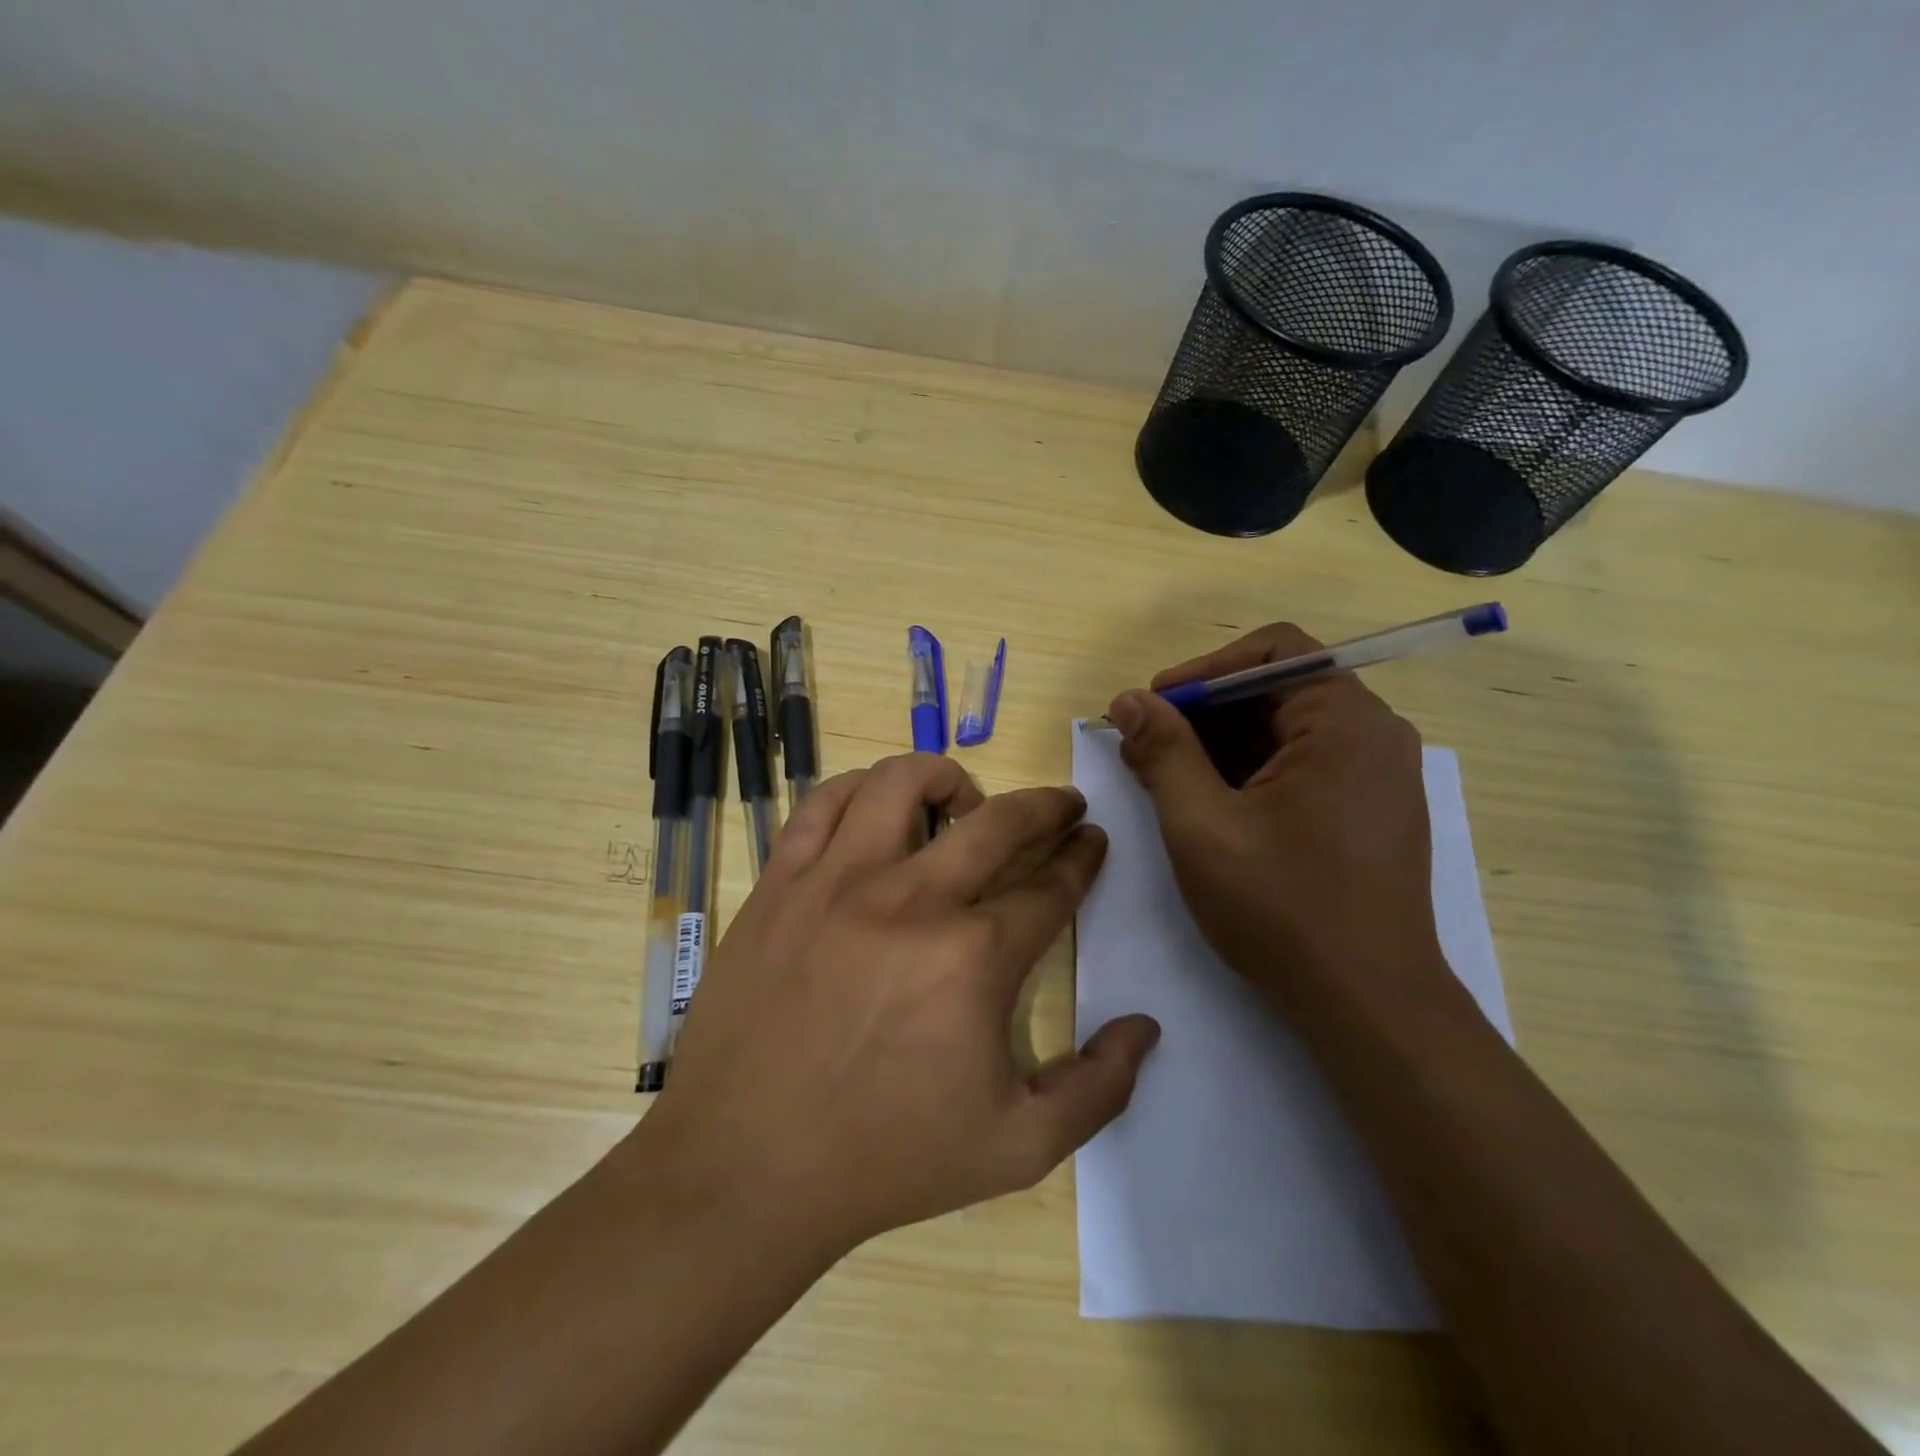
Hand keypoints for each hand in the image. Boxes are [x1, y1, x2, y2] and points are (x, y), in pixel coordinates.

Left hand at [645, 754, 1159, 1256]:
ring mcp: (837, 882)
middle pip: (999, 822)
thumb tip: (1145, 1027)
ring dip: (949, 779)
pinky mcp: (781, 882)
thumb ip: (1098, 1089)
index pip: (1051, 886)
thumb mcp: (1017, 1147)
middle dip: (1047, 805)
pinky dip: (861, 790)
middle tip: (1063, 804)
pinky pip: (824, 803)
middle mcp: (911, 900)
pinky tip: (877, 812)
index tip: (1092, 839)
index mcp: (974, 958)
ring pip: (903, 783)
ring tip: (963, 804)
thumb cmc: (886, 1158)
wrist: (746, 1169)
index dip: (1082, 857)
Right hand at [1105, 623, 1445, 1019]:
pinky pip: (1301, 765)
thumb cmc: (1282, 909)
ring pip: (1284, 731)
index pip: (1272, 652)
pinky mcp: (1368, 810)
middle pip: (1276, 690)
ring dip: (1220, 745)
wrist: (1368, 1005)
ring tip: (1163, 778)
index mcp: (1345, 722)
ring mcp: (1375, 774)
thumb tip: (1129, 700)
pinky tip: (1207, 804)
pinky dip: (1249, 772)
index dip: (1203, 671)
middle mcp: (1372, 734)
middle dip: (1203, 713)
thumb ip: (1163, 752)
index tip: (1152, 707)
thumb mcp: (1202, 826)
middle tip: (1143, 747)